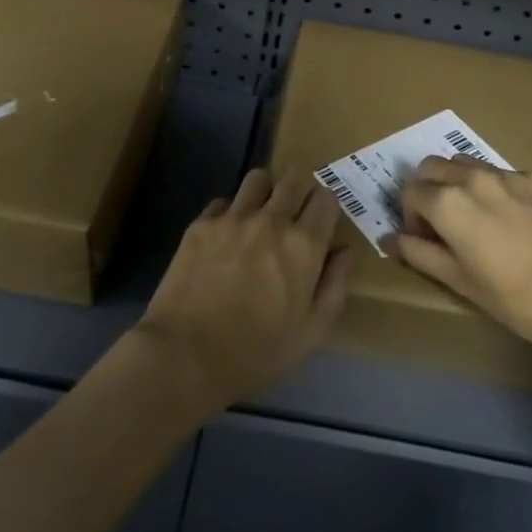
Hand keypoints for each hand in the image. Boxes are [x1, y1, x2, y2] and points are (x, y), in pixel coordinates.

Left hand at [135, 167, 351, 414]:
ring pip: (257, 178)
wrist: (187, 354)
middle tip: (294, 212)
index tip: (321, 221)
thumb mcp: (312, 331)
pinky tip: (226, 236)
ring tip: (260, 213)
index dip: (327, 206)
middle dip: (299, 189)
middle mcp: (271, 221)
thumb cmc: (257, 352)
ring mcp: (232, 218)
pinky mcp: (201, 225)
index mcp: (304, 245)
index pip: (327, 198)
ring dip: (265, 191)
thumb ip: (334, 286)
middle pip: (293, 177)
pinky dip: (230, 212)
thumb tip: (345, 252)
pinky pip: (222, 202)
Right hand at [393, 156, 531, 352]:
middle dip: (427, 190)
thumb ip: (419, 254)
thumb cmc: (515, 298)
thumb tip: (389, 239)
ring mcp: (509, 175)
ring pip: (466, 164)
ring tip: (474, 217)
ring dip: (457, 183)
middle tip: (441, 224)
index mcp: (449, 202)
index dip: (409, 217)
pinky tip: (511, 220)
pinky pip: (502, 174)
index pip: (409, 191)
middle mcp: (474, 178)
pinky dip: (493, 188)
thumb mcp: (460, 282)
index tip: (424, 240)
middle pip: (432, 166)